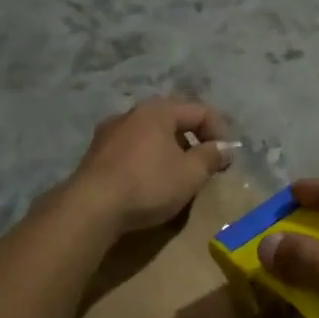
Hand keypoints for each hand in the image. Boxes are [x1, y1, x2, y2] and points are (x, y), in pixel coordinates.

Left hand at [67, 99, 231, 234]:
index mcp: (158, 110)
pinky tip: (149, 182)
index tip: (228, 158)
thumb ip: (211, 157)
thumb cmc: (148, 184)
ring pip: (150, 135)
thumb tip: (225, 148)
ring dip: (169, 151)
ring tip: (178, 176)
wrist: (91, 207)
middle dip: (193, 141)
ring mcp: (109, 133)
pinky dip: (147, 160)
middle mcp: (131, 113)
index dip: (220, 132)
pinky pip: (131, 150)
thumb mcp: (190, 173)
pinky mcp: (95, 155)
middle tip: (205, 165)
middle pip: (173, 120)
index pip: (200, 111)